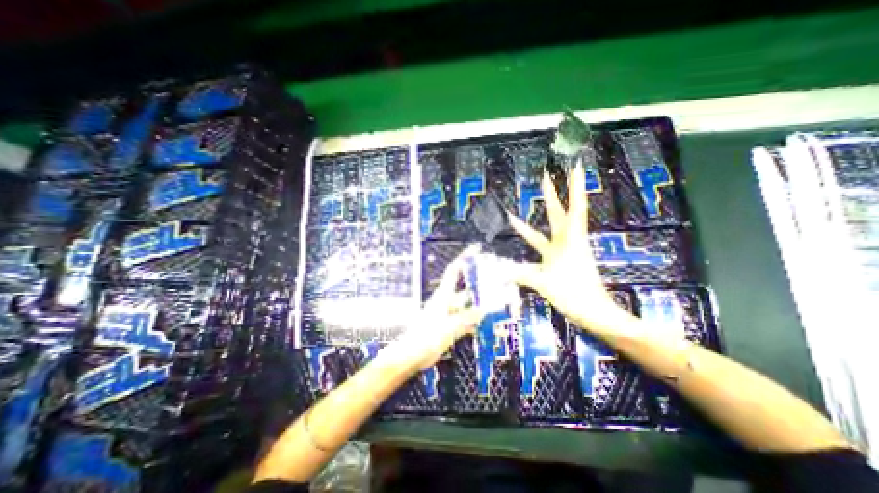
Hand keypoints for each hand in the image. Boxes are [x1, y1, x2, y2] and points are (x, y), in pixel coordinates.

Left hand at [394, 246, 486, 368]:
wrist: (411, 355)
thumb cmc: (425, 337)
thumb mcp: (448, 326)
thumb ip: (466, 318)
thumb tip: (485, 309)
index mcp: (443, 295)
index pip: (454, 270)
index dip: (464, 258)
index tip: (476, 250)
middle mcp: (447, 302)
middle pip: (466, 290)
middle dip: (480, 287)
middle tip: (499, 285)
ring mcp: (449, 315)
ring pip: (468, 308)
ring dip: (481, 308)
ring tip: (498, 307)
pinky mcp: (451, 327)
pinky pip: (467, 322)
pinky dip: (476, 324)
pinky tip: (489, 327)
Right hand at [510, 163, 623, 334]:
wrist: (594, 313)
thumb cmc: (574, 294)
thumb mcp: (545, 283)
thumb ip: (520, 275)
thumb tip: (498, 271)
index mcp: (570, 241)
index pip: (575, 208)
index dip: (575, 187)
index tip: (576, 167)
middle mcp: (568, 242)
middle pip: (560, 213)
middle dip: (552, 194)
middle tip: (545, 177)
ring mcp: (564, 251)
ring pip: (549, 228)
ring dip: (536, 221)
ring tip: (524, 204)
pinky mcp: (561, 261)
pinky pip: (545, 245)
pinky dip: (533, 238)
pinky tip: (526, 236)